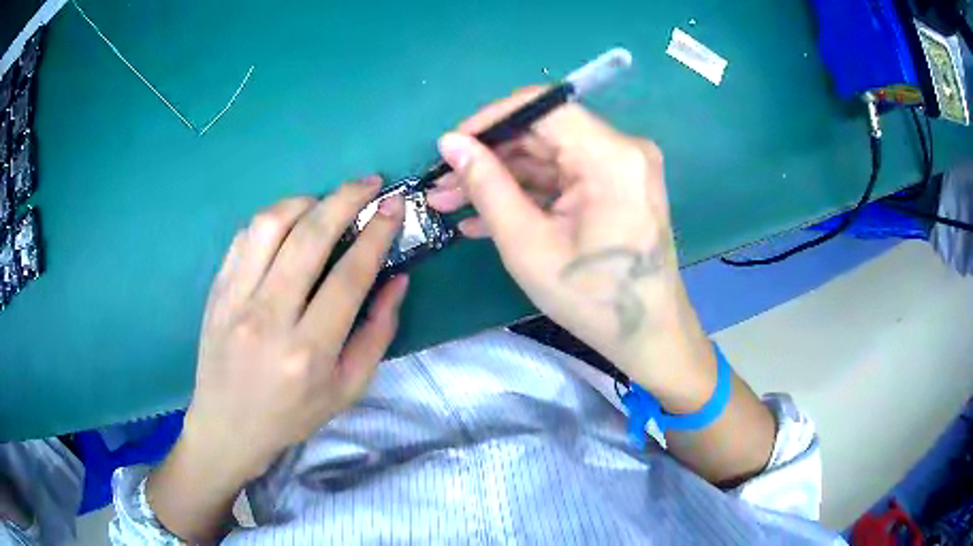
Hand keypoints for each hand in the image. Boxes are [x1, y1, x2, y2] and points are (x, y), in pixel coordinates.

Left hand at [148, 178, 407, 542]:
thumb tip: (396, 279)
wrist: (228, 426)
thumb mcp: (348, 389)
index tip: (394, 206)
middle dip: (346, 199)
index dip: (376, 234)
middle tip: (369, 184)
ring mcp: (236, 300)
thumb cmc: (292, 415)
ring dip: (305, 201)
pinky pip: (244, 237)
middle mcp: (269, 318)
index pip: (349, 276)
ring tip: (326, 201)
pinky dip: (272, 217)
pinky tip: (289, 220)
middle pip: (310, 238)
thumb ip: (377, 334)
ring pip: (271, 225)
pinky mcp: (217, 290)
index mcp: (309, 351)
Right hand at [428, 88, 711, 403]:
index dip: (489, 120)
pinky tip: (483, 217)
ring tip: (449, 203)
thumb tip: (450, 143)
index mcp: (610, 155)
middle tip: (441, 185)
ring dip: (500, 180)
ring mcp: (621, 169)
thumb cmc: (591, 298)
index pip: (541, 107)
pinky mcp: (616, 188)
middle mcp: (622, 149)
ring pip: (548, 159)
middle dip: (487, 159)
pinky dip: (527, 195)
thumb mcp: (527, 243)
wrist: (647, 335)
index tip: (449, 147)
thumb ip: (486, 185)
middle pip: (542, 134)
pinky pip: (564, 180)